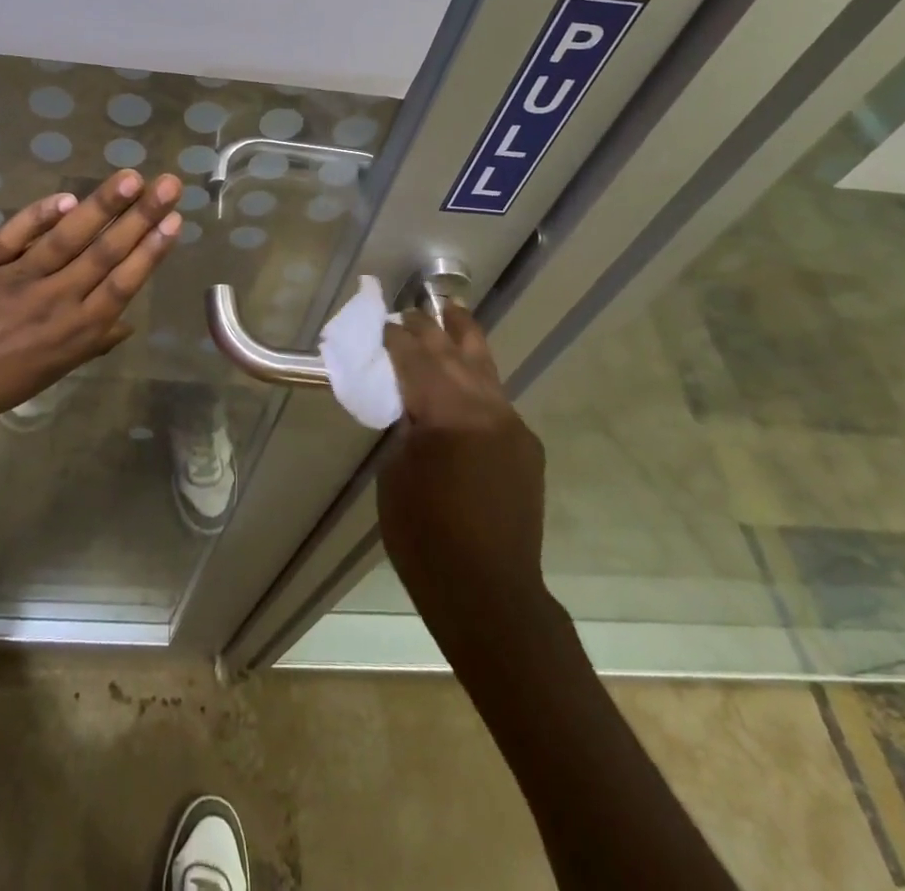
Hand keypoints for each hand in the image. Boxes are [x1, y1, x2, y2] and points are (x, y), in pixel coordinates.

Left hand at [0, 169, 183, 431]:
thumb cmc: (4, 377)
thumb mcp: (57, 369)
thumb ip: (94, 341)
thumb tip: (128, 321)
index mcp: (78, 329)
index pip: (123, 283)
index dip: (151, 251)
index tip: (176, 220)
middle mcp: (56, 301)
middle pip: (104, 254)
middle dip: (141, 217)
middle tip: (168, 184)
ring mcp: (19, 279)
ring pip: (67, 239)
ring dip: (101, 206)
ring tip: (130, 178)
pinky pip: (15, 235)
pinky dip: (39, 215)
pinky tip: (67, 198)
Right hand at [377, 307, 553, 629]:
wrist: (490, 594)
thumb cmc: (425, 537)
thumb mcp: (395, 474)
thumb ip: (404, 427)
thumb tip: (411, 405)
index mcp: (447, 414)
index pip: (415, 359)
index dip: (394, 338)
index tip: (379, 322)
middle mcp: (486, 409)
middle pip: (452, 353)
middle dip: (428, 329)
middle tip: (408, 311)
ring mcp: (512, 426)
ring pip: (485, 367)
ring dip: (464, 338)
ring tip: (453, 309)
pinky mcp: (525, 446)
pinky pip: (496, 399)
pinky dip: (476, 378)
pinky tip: (467, 372)